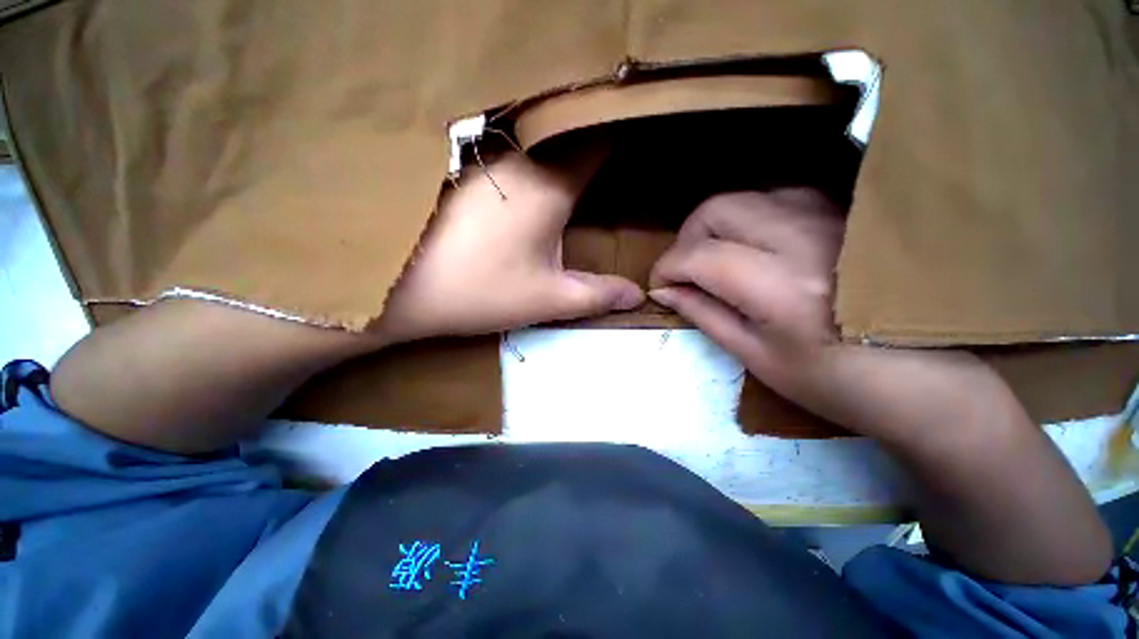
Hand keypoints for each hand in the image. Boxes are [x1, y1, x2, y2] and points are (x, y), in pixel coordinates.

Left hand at [376, 151, 643, 342]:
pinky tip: (530, 187)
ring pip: (537, 142)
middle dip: (591, 150)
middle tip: (608, 172)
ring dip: (558, 154)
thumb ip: (598, 295)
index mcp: (550, 182)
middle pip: (568, 138)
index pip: (599, 140)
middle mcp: (520, 156)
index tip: (636, 153)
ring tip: (576, 176)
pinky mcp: (462, 168)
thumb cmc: (481, 290)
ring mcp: (486, 157)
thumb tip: (639, 296)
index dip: (621, 141)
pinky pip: (510, 154)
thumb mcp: (548, 298)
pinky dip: (530, 163)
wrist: (398, 285)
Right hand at [649, 190, 1111, 585]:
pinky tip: (752, 248)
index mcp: (780, 288)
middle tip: (685, 271)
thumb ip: (703, 313)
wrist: (929, 383)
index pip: (699, 255)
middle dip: (686, 238)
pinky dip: (749, 218)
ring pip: (746, 196)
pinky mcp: (845, 217)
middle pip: (718, 208)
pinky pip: (778, 198)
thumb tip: (663, 291)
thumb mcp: (754, 356)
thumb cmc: (835, 384)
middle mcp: (805, 240)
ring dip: (715, 226)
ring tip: (714, 259)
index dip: (667, 267)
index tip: (659, 285)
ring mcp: (831, 220)